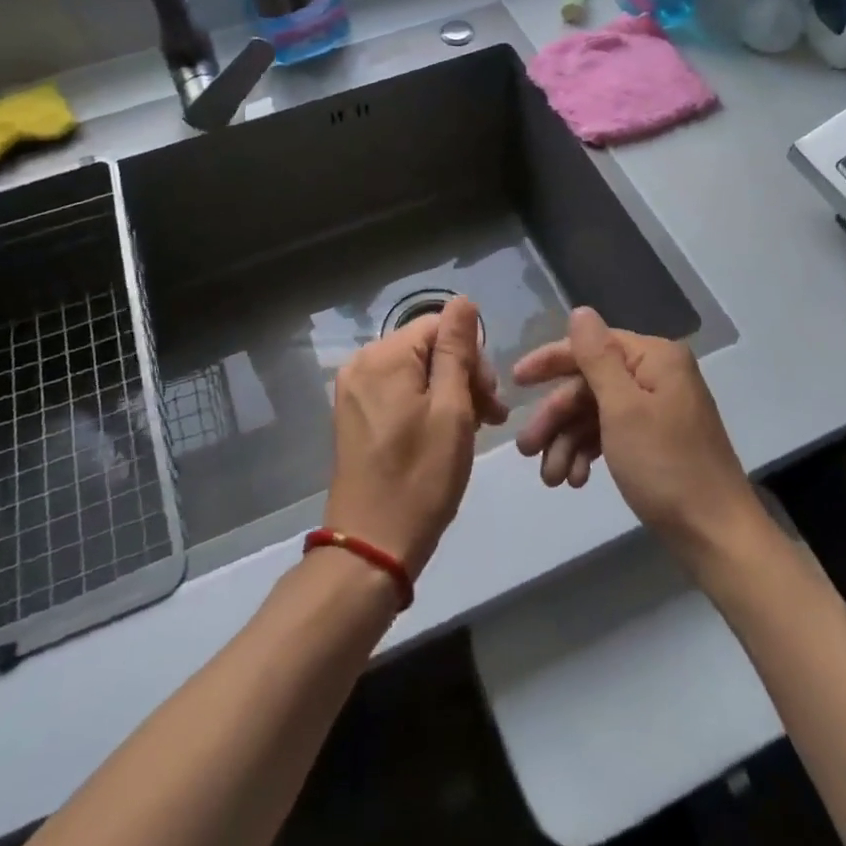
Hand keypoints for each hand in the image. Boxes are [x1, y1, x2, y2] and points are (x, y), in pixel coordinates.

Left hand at [323, 296, 508, 579]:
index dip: (473, 357)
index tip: (492, 401)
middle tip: (489, 419)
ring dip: (447, 392)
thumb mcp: (452, 410)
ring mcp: (353, 389)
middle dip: (462, 375)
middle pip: (426, 346)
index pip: (440, 326)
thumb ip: (457, 349)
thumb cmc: (421, 477)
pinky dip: (423, 404)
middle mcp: (361, 362)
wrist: (372, 546)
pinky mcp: (353, 414)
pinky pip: (396, 390)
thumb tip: (463, 300)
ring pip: (414, 370)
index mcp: (384, 356)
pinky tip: (441, 434)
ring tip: (471, 429)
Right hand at [514, 308, 753, 553]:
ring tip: (550, 478)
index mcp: (654, 358)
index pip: (591, 345)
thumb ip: (597, 357)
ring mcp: (657, 410)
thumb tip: (580, 311)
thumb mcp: (623, 409)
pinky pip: (610, 435)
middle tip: (526, 448)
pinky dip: (588, 454)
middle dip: (556, 417)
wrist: (718, 538)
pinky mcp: (655, 442)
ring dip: (567, 442)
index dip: (550, 362)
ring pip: (595, 413)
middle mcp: (656, 376)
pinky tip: (575, 480)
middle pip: (589, 383)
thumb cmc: (667, 467)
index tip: (515, 382)